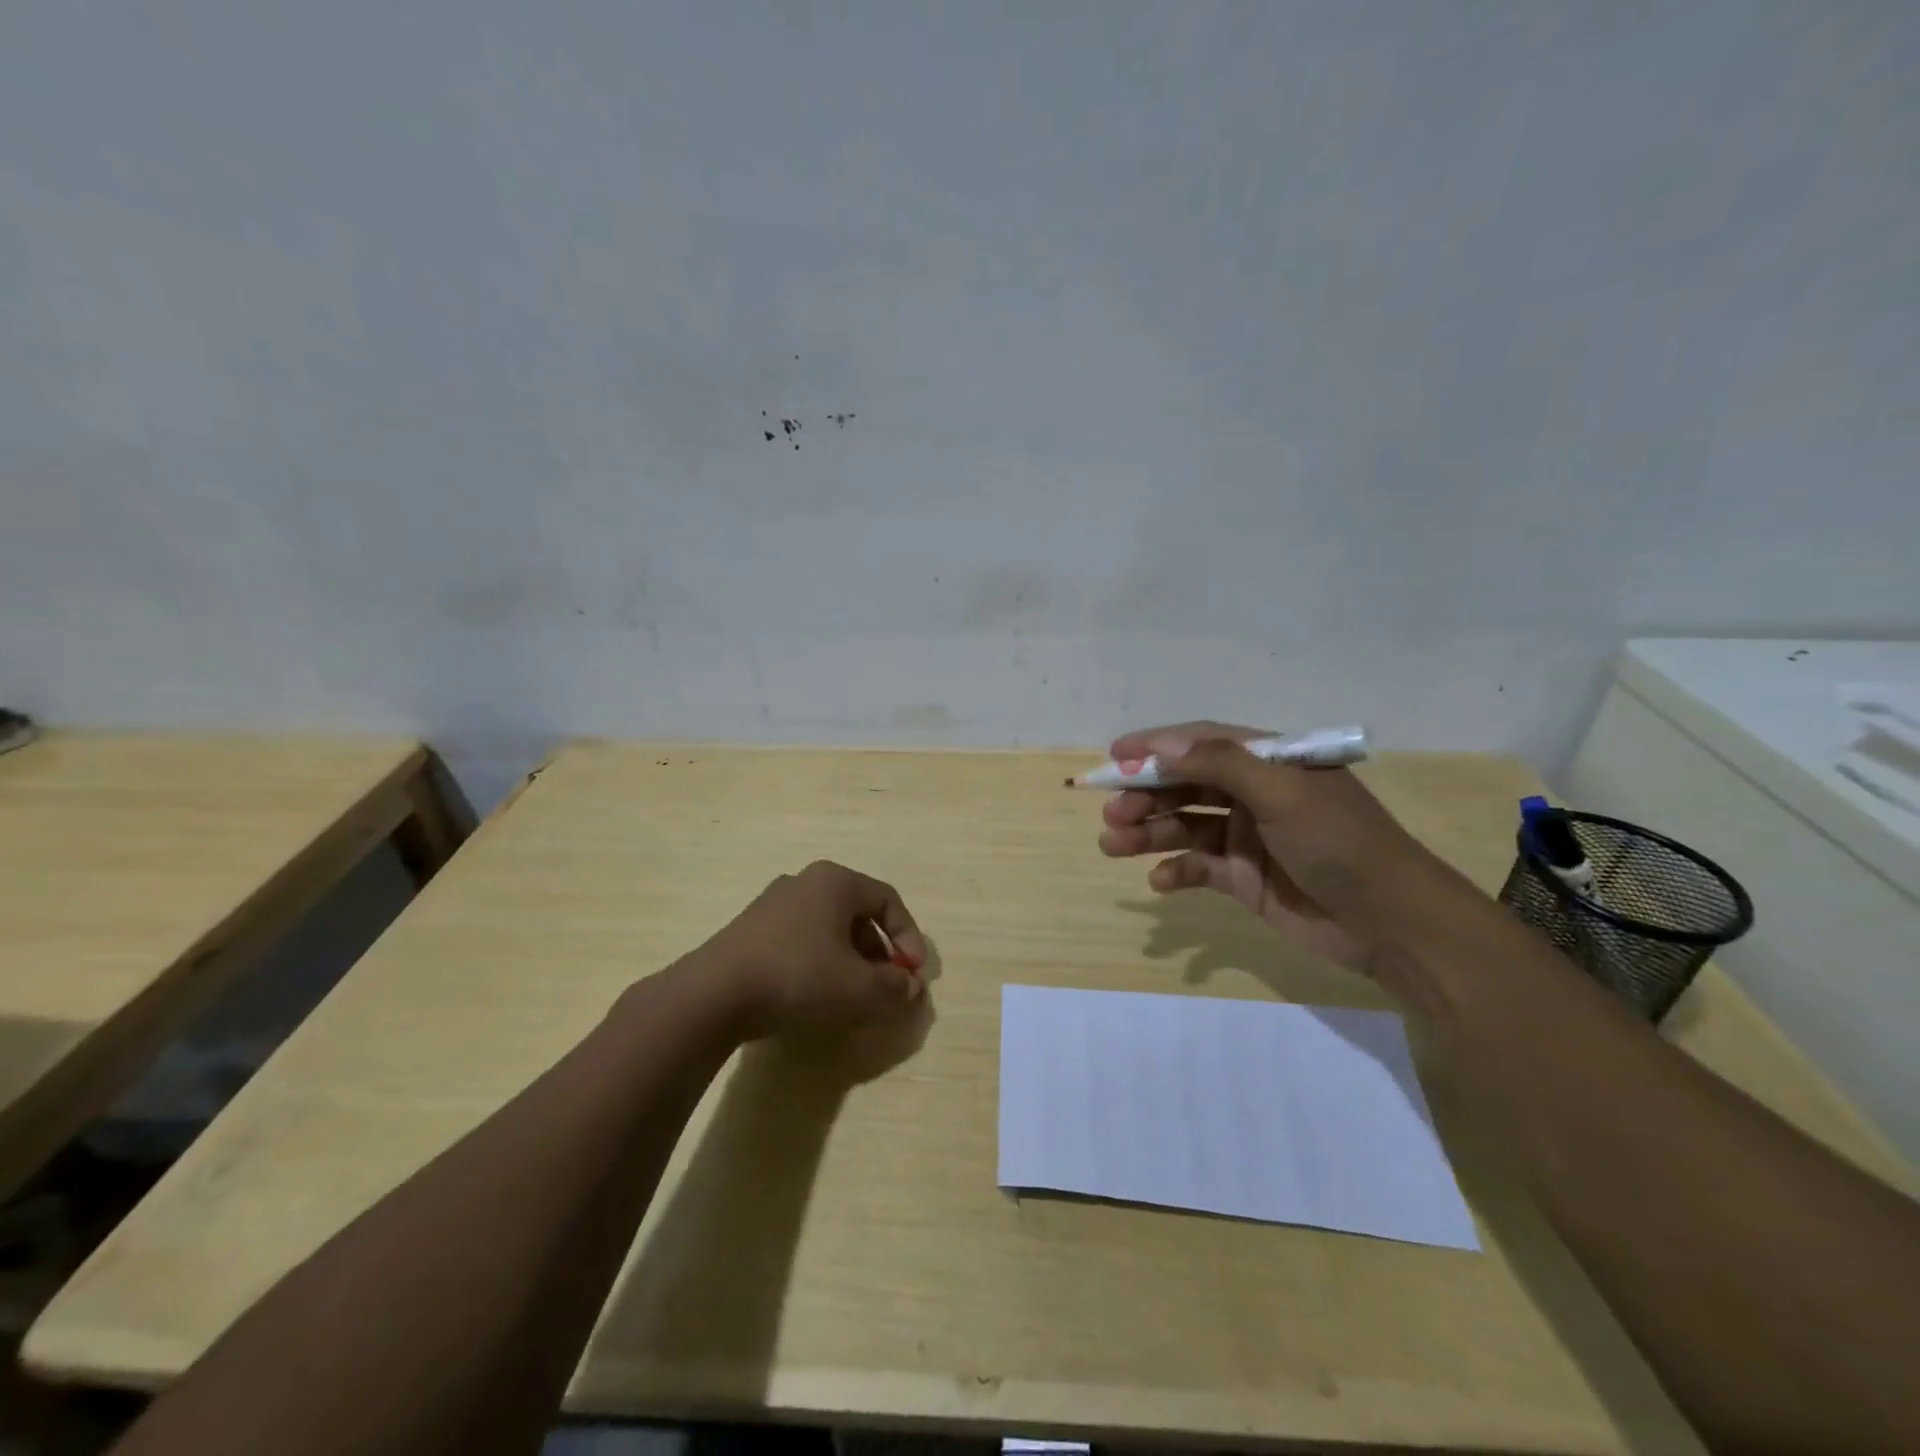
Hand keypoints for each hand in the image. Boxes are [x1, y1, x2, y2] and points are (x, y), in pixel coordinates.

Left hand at [699, 860, 928, 1037]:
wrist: (713, 994)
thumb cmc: (798, 977)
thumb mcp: (858, 988)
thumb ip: (895, 988)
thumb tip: (913, 988)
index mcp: (835, 881)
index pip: (888, 900)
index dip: (909, 937)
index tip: (914, 973)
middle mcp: (805, 882)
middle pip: (858, 913)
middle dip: (879, 952)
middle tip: (886, 986)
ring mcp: (773, 903)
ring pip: (829, 928)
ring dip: (851, 960)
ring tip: (854, 996)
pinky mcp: (751, 929)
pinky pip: (801, 939)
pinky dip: (820, 963)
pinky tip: (816, 996)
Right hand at [1096, 721, 1436, 975]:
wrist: (1392, 924)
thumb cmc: (1339, 843)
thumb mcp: (1283, 793)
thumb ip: (1221, 764)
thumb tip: (1162, 745)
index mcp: (1268, 763)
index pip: (1202, 742)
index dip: (1156, 746)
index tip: (1114, 755)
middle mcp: (1253, 794)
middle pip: (1185, 785)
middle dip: (1144, 795)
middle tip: (1111, 813)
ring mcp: (1247, 837)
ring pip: (1184, 826)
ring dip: (1148, 832)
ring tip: (1112, 844)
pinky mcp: (1244, 878)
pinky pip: (1198, 868)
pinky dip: (1175, 872)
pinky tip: (1159, 882)